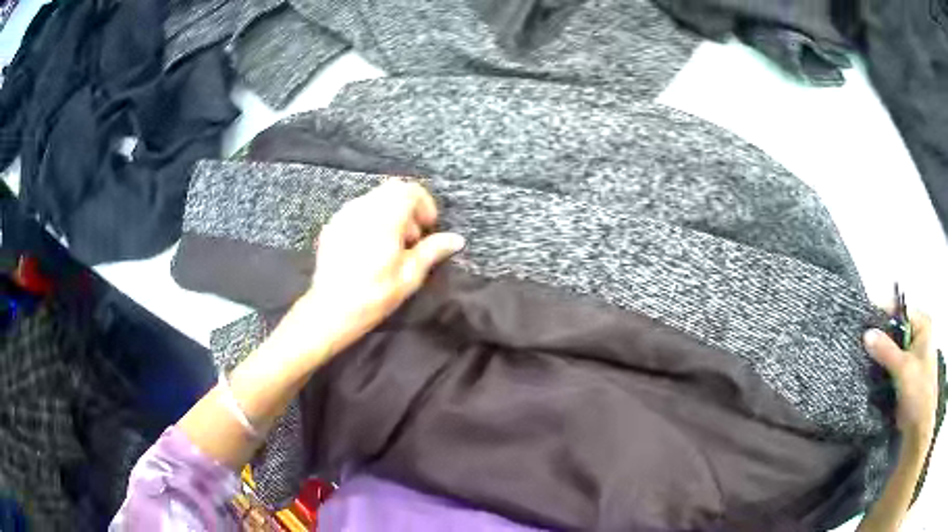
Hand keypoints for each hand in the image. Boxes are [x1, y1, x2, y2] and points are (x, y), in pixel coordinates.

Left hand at [272, 180, 464, 363]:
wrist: (331, 310)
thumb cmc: (374, 295)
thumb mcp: (409, 276)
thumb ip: (432, 251)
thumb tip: (456, 240)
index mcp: (384, 218)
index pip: (409, 190)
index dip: (425, 204)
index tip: (428, 227)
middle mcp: (362, 209)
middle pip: (391, 190)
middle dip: (408, 207)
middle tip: (412, 238)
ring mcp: (343, 215)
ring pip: (373, 198)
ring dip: (389, 212)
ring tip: (392, 245)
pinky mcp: (332, 226)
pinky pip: (357, 210)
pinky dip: (371, 219)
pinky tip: (370, 248)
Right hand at [864, 311, 938, 443]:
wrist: (919, 429)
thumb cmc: (919, 392)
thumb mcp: (904, 369)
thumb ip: (886, 350)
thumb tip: (866, 333)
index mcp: (923, 326)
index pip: (901, 312)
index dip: (884, 316)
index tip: (865, 324)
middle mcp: (919, 338)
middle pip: (896, 332)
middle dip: (881, 340)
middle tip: (861, 346)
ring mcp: (913, 359)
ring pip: (893, 352)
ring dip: (881, 359)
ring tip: (863, 363)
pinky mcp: (906, 379)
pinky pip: (892, 369)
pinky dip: (883, 372)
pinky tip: (871, 378)